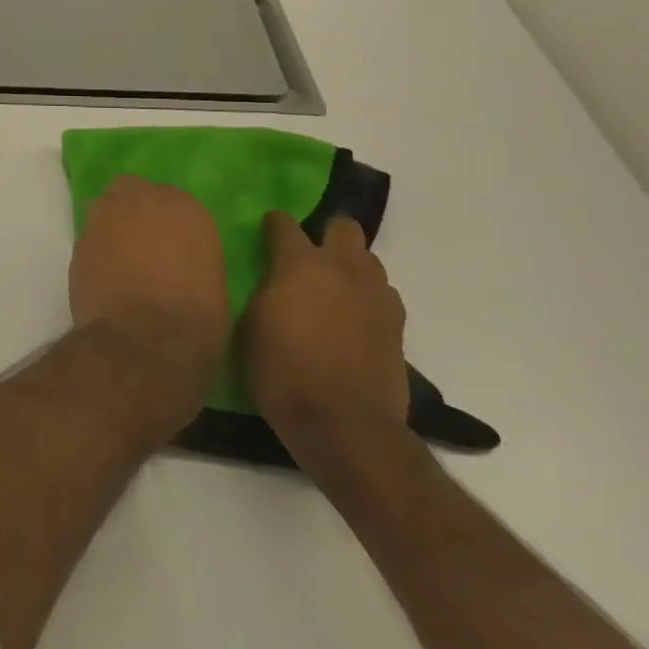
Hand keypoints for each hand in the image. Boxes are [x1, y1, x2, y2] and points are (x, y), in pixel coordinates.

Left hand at [69, 176, 229, 422]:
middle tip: (142, 242)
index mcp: (184, 206)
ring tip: (121, 261)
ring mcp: (104, 219)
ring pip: (105, 210)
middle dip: (134, 210)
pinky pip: (90, 240)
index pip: (171, 198)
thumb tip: (175, 257)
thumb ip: (190, 252)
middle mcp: (140, 200)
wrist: (147, 342)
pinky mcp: (78, 243)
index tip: (171, 242)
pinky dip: (97, 253)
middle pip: (131, 190)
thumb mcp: (212, 279)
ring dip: (112, 227)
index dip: (168, 221)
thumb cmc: (196, 318)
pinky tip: (105, 279)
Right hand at [242, 211, 409, 465]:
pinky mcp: (398, 326)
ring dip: (350, 268)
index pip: (283, 223)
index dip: (272, 226)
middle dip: (326, 235)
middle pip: (344, 227)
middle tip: (308, 260)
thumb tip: (270, 279)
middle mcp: (342, 268)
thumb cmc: (282, 371)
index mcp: (299, 263)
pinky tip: (352, 321)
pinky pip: (382, 296)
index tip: (263, 237)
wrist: (344, 425)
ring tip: (332, 292)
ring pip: (368, 261)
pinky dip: (367, 300)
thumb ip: (263, 290)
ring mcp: (376, 296)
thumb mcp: (250, 325)